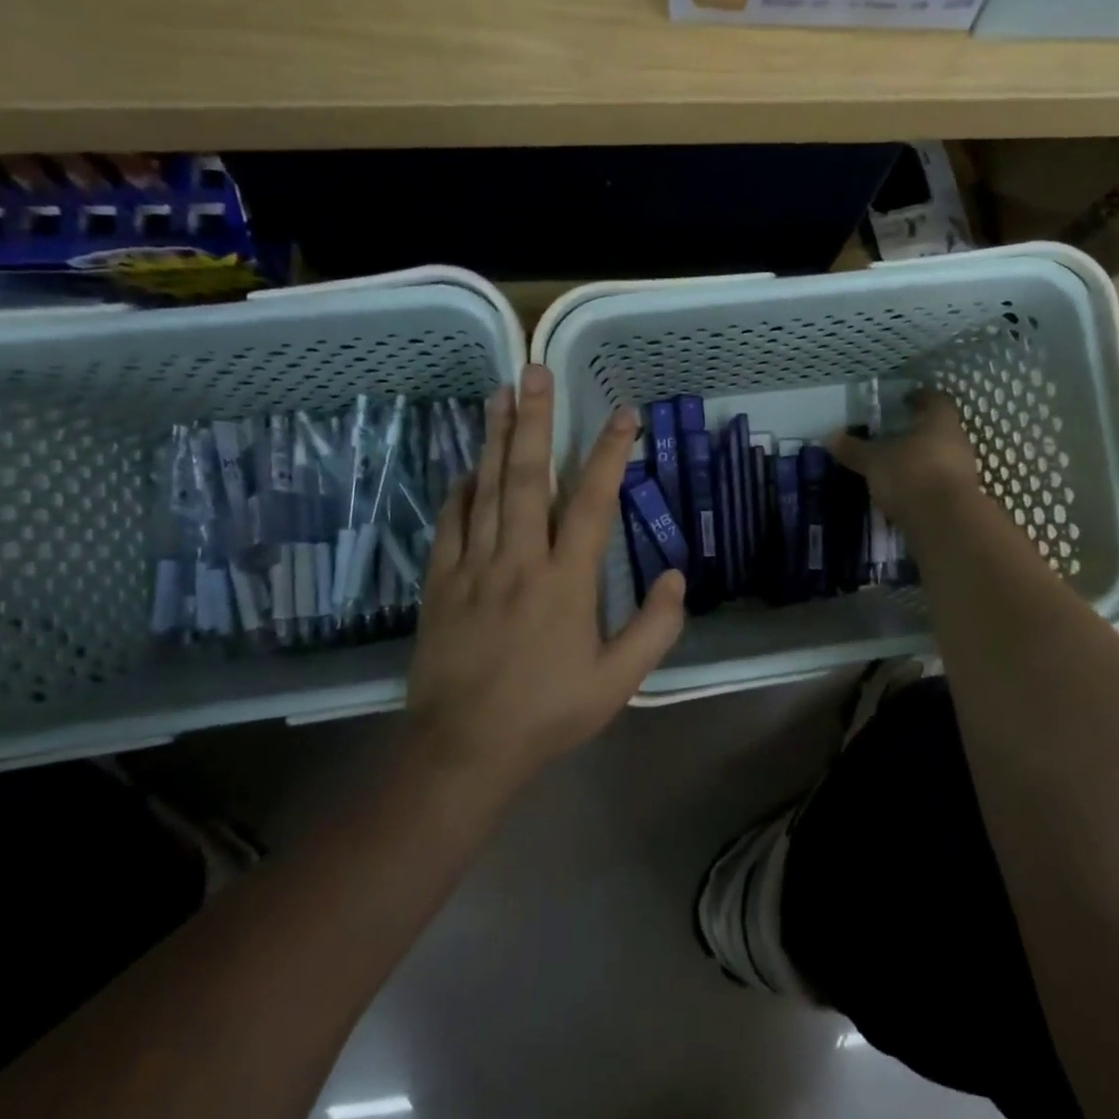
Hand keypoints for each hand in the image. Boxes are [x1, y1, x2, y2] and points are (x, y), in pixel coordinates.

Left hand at [405, 364, 685, 782]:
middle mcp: (519, 561)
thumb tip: (678, 576)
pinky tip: (466, 466)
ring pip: (485, 490)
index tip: (624, 414)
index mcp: (566, 581)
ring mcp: (473, 568)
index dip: (610, 453)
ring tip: (501, 394)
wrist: (464, 747)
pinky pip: (449, 524)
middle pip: (527, 477)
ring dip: (495, 439)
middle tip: (536, 372)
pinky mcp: (440, 583)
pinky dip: (460, 491)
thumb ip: (655, 627)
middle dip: (535, 420)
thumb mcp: (619, 682)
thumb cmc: (548, 713)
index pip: (592, 502)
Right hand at [825, 389, 981, 525]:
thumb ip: (854, 449)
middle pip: (939, 429)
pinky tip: (906, 492)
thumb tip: (830, 436)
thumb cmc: (910, 474)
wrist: (945, 522)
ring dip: (922, 459)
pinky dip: (924, 483)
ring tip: (896, 466)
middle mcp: (958, 440)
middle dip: (918, 431)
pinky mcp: (961, 497)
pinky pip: (940, 482)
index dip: (919, 397)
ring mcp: (963, 470)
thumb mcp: (874, 461)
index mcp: (940, 421)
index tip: (904, 400)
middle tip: (894, 435)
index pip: (934, 399)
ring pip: (941, 456)